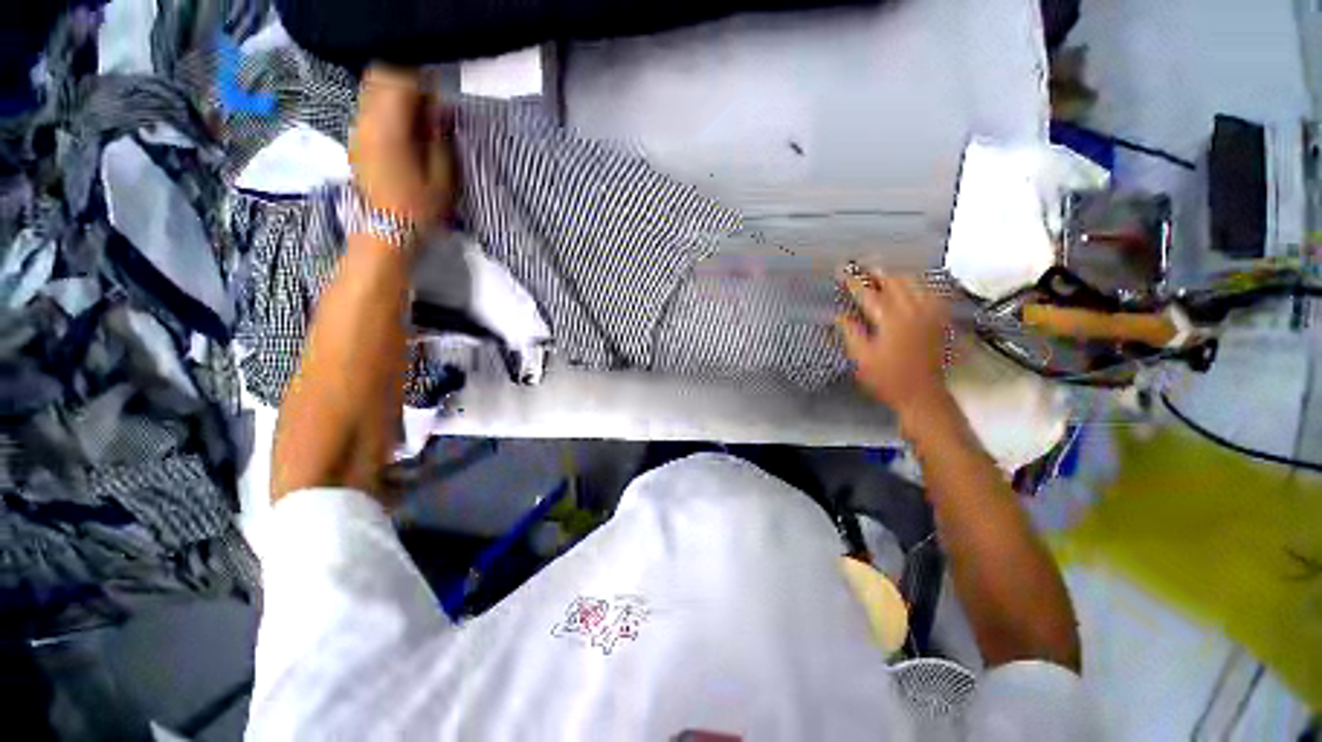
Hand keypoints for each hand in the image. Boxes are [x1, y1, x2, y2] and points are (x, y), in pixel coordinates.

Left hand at [349, 66, 455, 226]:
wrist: (386, 232)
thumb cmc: (419, 208)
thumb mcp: (443, 177)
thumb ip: (441, 139)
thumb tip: (441, 113)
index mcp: (390, 127)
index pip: (401, 81)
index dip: (424, 87)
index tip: (441, 107)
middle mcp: (367, 120)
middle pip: (381, 78)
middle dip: (407, 85)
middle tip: (429, 111)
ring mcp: (357, 130)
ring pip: (372, 91)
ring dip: (396, 98)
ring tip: (418, 123)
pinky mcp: (356, 141)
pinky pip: (369, 110)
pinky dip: (387, 111)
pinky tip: (404, 136)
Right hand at [837, 267, 952, 423]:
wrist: (922, 395)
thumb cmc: (887, 379)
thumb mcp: (861, 358)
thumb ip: (851, 332)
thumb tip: (840, 315)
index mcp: (891, 320)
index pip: (869, 293)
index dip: (854, 281)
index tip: (843, 271)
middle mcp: (914, 312)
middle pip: (896, 281)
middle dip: (877, 271)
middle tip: (862, 265)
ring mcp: (930, 314)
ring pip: (915, 283)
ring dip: (897, 274)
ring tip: (883, 271)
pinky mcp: (939, 320)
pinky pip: (931, 292)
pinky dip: (918, 283)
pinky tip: (911, 284)